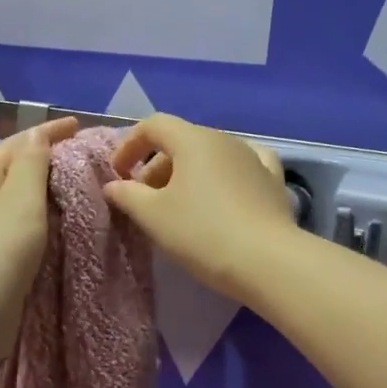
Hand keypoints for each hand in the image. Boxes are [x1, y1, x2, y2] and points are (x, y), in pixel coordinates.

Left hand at [0, 116, 78, 378]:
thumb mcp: (20, 195)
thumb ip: (32, 163)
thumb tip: (37, 135)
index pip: (15, 146)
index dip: (46, 132)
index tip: (79, 126)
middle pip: (16, 175)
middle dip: (49, 164)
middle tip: (88, 161)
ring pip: (23, 207)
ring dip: (50, 197)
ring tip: (85, 192)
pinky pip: (28, 234)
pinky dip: (48, 226)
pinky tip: (69, 230)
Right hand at [104, 114, 296, 298]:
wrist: (266, 261)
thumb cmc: (201, 233)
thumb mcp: (152, 216)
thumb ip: (127, 195)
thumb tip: (114, 186)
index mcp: (193, 140)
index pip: (154, 126)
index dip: (129, 145)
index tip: (118, 174)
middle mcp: (225, 140)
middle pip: (182, 141)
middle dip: (156, 166)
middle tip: (144, 200)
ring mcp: (254, 159)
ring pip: (210, 157)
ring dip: (187, 175)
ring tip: (178, 206)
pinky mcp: (272, 183)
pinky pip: (242, 169)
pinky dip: (223, 177)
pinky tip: (223, 194)